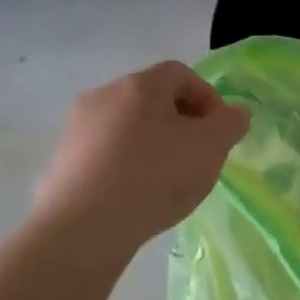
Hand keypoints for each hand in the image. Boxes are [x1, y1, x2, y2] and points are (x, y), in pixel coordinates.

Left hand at [33, 62, 249, 259]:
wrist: (86, 226)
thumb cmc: (156, 176)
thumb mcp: (211, 149)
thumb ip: (230, 124)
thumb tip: (236, 112)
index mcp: (140, 85)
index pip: (181, 73)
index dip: (208, 97)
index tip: (220, 131)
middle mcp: (103, 96)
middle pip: (152, 98)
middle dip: (181, 121)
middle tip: (199, 155)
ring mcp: (78, 128)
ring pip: (128, 125)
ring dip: (154, 143)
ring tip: (169, 178)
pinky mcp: (64, 160)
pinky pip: (106, 151)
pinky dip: (128, 163)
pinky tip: (138, 193)